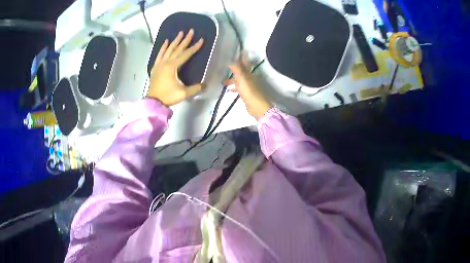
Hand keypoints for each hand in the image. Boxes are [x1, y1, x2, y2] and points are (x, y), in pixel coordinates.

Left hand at [148, 29, 204, 105]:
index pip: (186, 54)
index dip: (194, 47)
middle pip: (177, 48)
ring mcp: (160, 63)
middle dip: (185, 39)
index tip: (201, 39)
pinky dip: (163, 47)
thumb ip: (195, 88)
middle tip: (191, 31)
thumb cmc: (168, 96)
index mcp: (173, 66)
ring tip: (180, 32)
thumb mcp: (183, 93)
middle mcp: (166, 62)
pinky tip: (165, 41)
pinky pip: (159, 54)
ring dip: (175, 40)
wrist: (153, 102)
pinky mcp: (156, 67)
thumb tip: (205, 85)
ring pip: (168, 49)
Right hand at [224, 55, 271, 119]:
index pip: (244, 63)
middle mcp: (249, 78)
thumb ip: (236, 68)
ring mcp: (248, 86)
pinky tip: (229, 90)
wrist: (257, 107)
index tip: (235, 53)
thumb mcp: (241, 78)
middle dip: (233, 69)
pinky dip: (234, 88)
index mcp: (248, 73)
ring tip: (223, 81)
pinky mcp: (246, 94)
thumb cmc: (249, 91)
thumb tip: (231, 58)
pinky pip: (239, 88)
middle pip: (240, 71)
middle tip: (224, 67)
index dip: (240, 58)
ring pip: (238, 80)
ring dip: (231, 80)